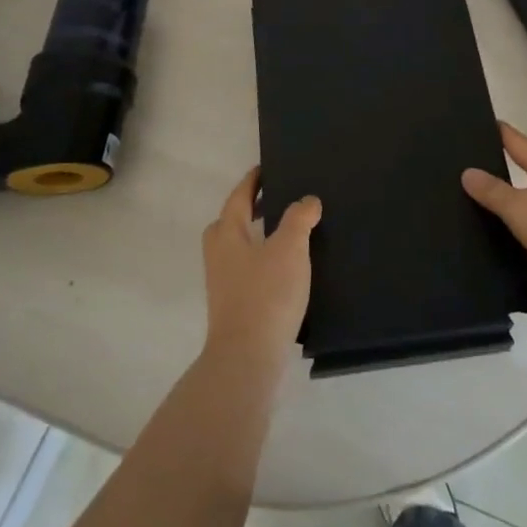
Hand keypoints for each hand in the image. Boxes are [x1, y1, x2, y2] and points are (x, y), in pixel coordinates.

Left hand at [202, 168, 318, 370]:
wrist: (247, 358)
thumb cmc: (266, 294)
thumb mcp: (289, 248)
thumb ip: (299, 218)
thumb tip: (307, 200)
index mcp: (227, 234)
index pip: (238, 197)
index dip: (252, 181)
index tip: (265, 168)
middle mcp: (219, 255)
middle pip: (230, 223)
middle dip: (250, 209)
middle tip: (275, 200)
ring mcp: (224, 284)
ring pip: (238, 249)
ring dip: (258, 237)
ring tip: (288, 235)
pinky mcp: (235, 307)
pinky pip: (248, 271)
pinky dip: (264, 262)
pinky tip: (287, 271)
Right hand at [462, 122, 526, 314]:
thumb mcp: (519, 206)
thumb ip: (492, 192)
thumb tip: (468, 172)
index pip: (519, 143)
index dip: (500, 133)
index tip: (479, 123)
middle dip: (504, 179)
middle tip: (467, 179)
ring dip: (518, 226)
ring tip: (480, 227)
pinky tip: (508, 277)